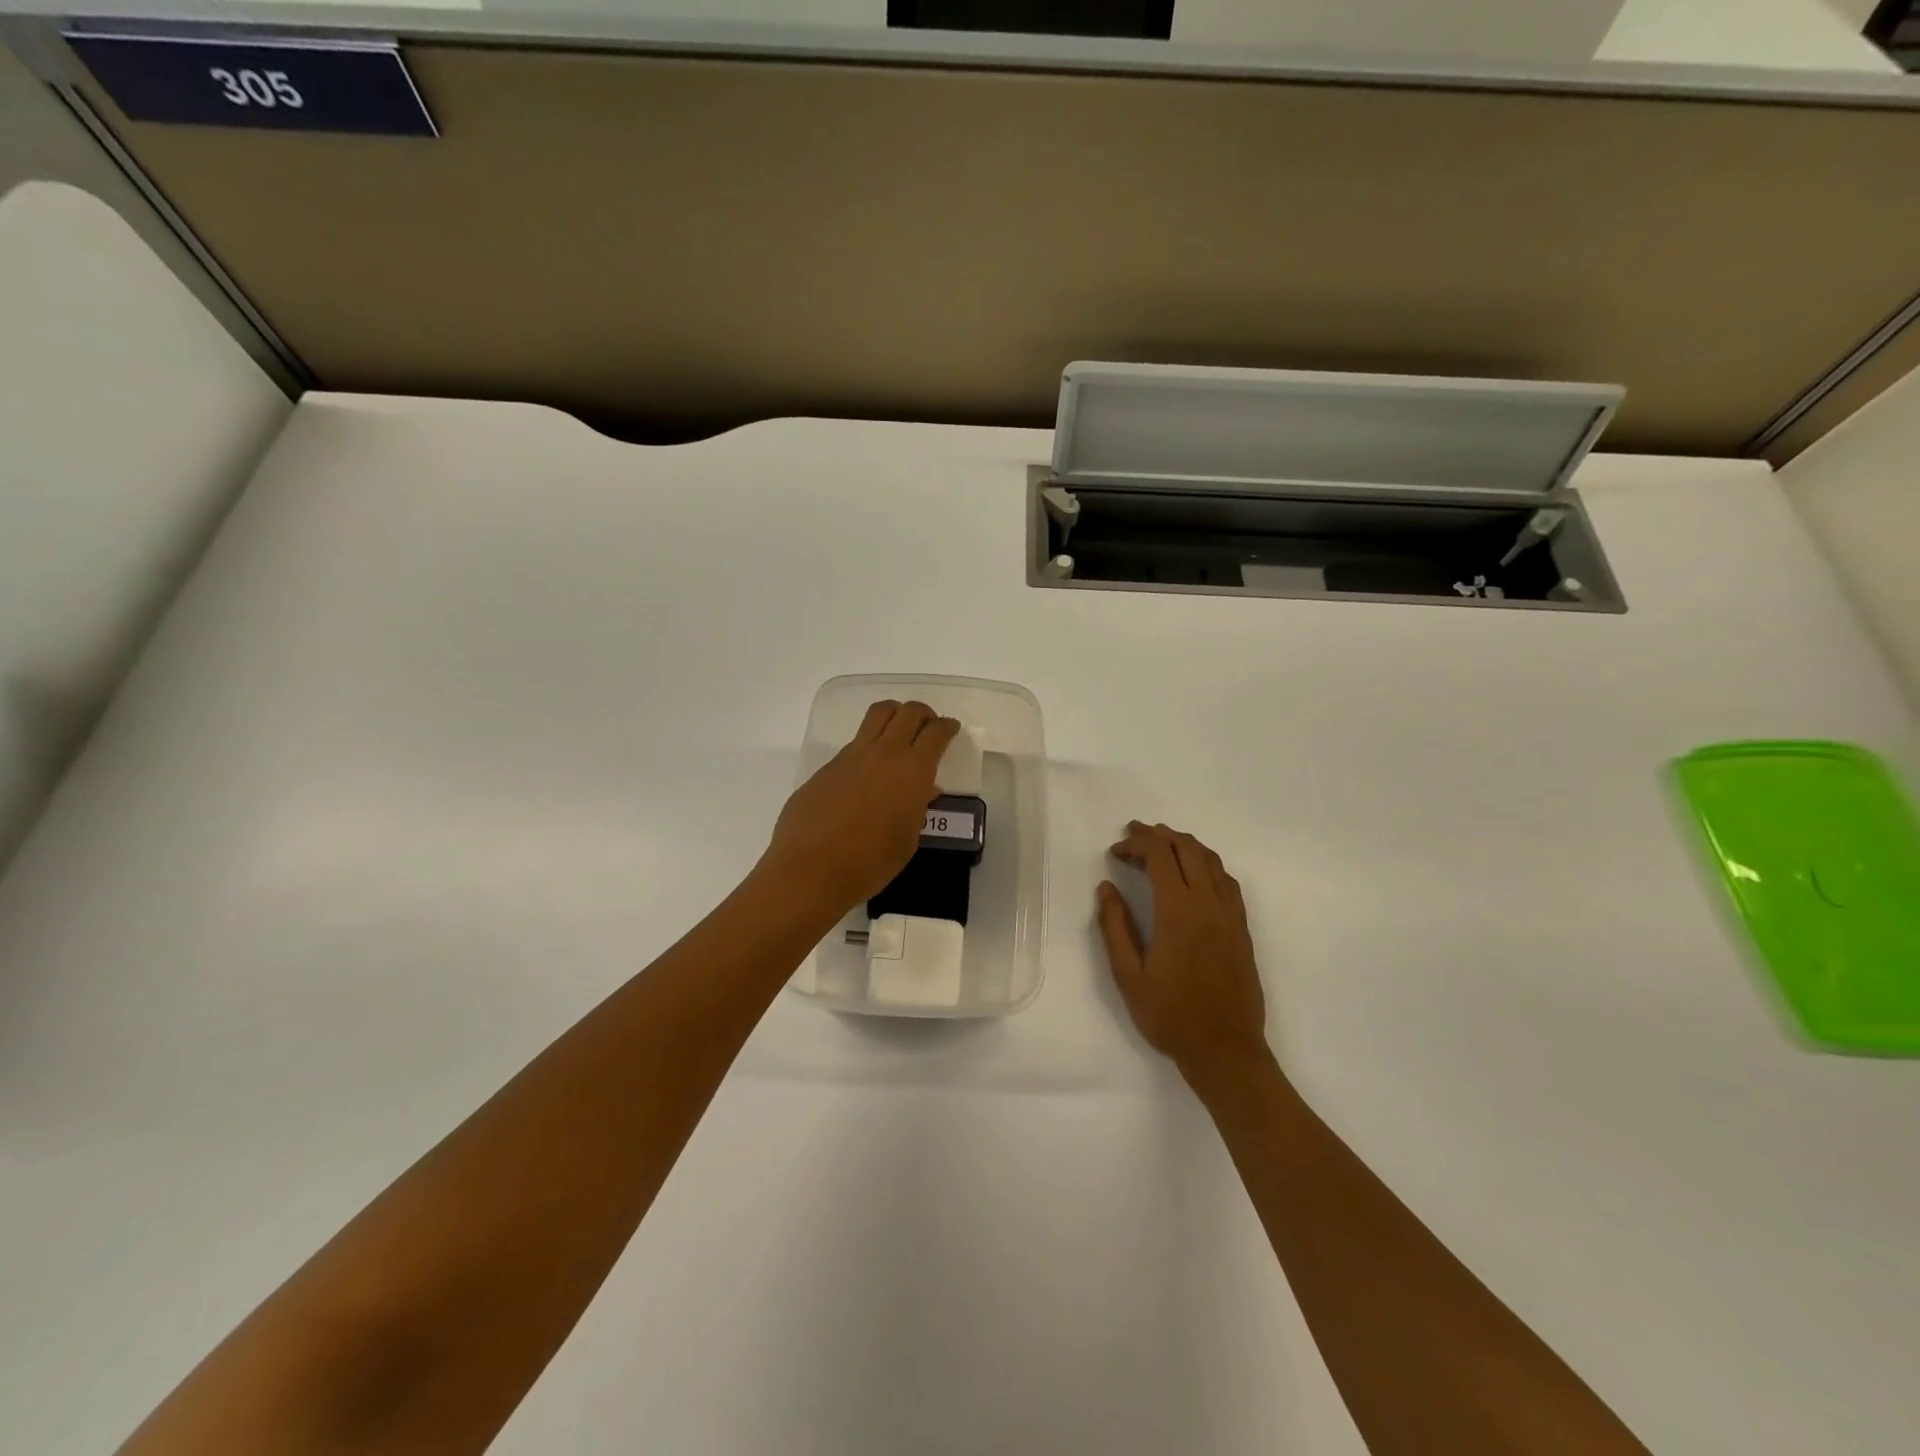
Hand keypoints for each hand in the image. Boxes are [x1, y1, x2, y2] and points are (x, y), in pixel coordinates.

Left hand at [763, 700, 959, 912]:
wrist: (811, 869)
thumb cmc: (870, 863)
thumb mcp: (907, 839)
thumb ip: (917, 808)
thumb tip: (923, 790)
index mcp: (913, 771)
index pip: (936, 733)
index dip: (947, 727)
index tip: (951, 728)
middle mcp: (884, 753)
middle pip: (908, 712)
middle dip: (923, 713)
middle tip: (927, 726)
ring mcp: (852, 756)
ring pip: (877, 715)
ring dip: (894, 716)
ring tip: (898, 733)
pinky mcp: (827, 766)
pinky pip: (855, 743)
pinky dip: (869, 745)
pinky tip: (867, 772)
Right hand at [1097, 822, 1269, 1079]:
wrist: (1225, 1049)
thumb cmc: (1170, 1015)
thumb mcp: (1128, 975)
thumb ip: (1114, 927)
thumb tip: (1106, 889)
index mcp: (1178, 911)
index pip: (1160, 856)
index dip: (1136, 844)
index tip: (1116, 852)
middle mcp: (1208, 903)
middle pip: (1187, 849)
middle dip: (1159, 835)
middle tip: (1134, 834)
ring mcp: (1230, 915)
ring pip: (1211, 860)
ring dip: (1185, 844)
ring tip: (1162, 844)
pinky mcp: (1242, 928)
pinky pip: (1226, 881)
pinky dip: (1206, 865)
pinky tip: (1194, 874)